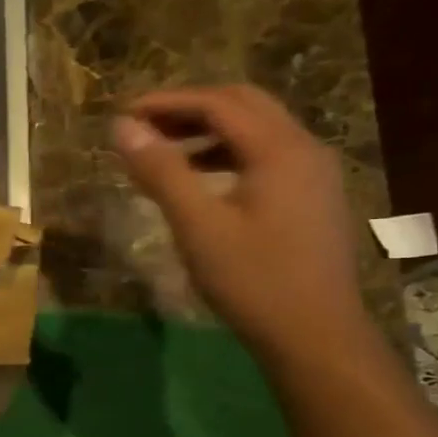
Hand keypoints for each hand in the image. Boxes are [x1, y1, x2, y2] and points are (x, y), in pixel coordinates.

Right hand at [112, 85, 373, 363]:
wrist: (314, 334)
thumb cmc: (252, 279)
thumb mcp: (197, 224)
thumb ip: (161, 170)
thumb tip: (123, 127)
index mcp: (280, 149)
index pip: (219, 103)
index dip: (168, 102)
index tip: (123, 113)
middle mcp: (304, 149)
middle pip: (244, 105)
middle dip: (190, 108)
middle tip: (143, 125)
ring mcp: (314, 173)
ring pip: (257, 130)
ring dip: (208, 131)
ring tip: (164, 151)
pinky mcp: (311, 197)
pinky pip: (266, 156)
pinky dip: (227, 154)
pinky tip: (201, 180)